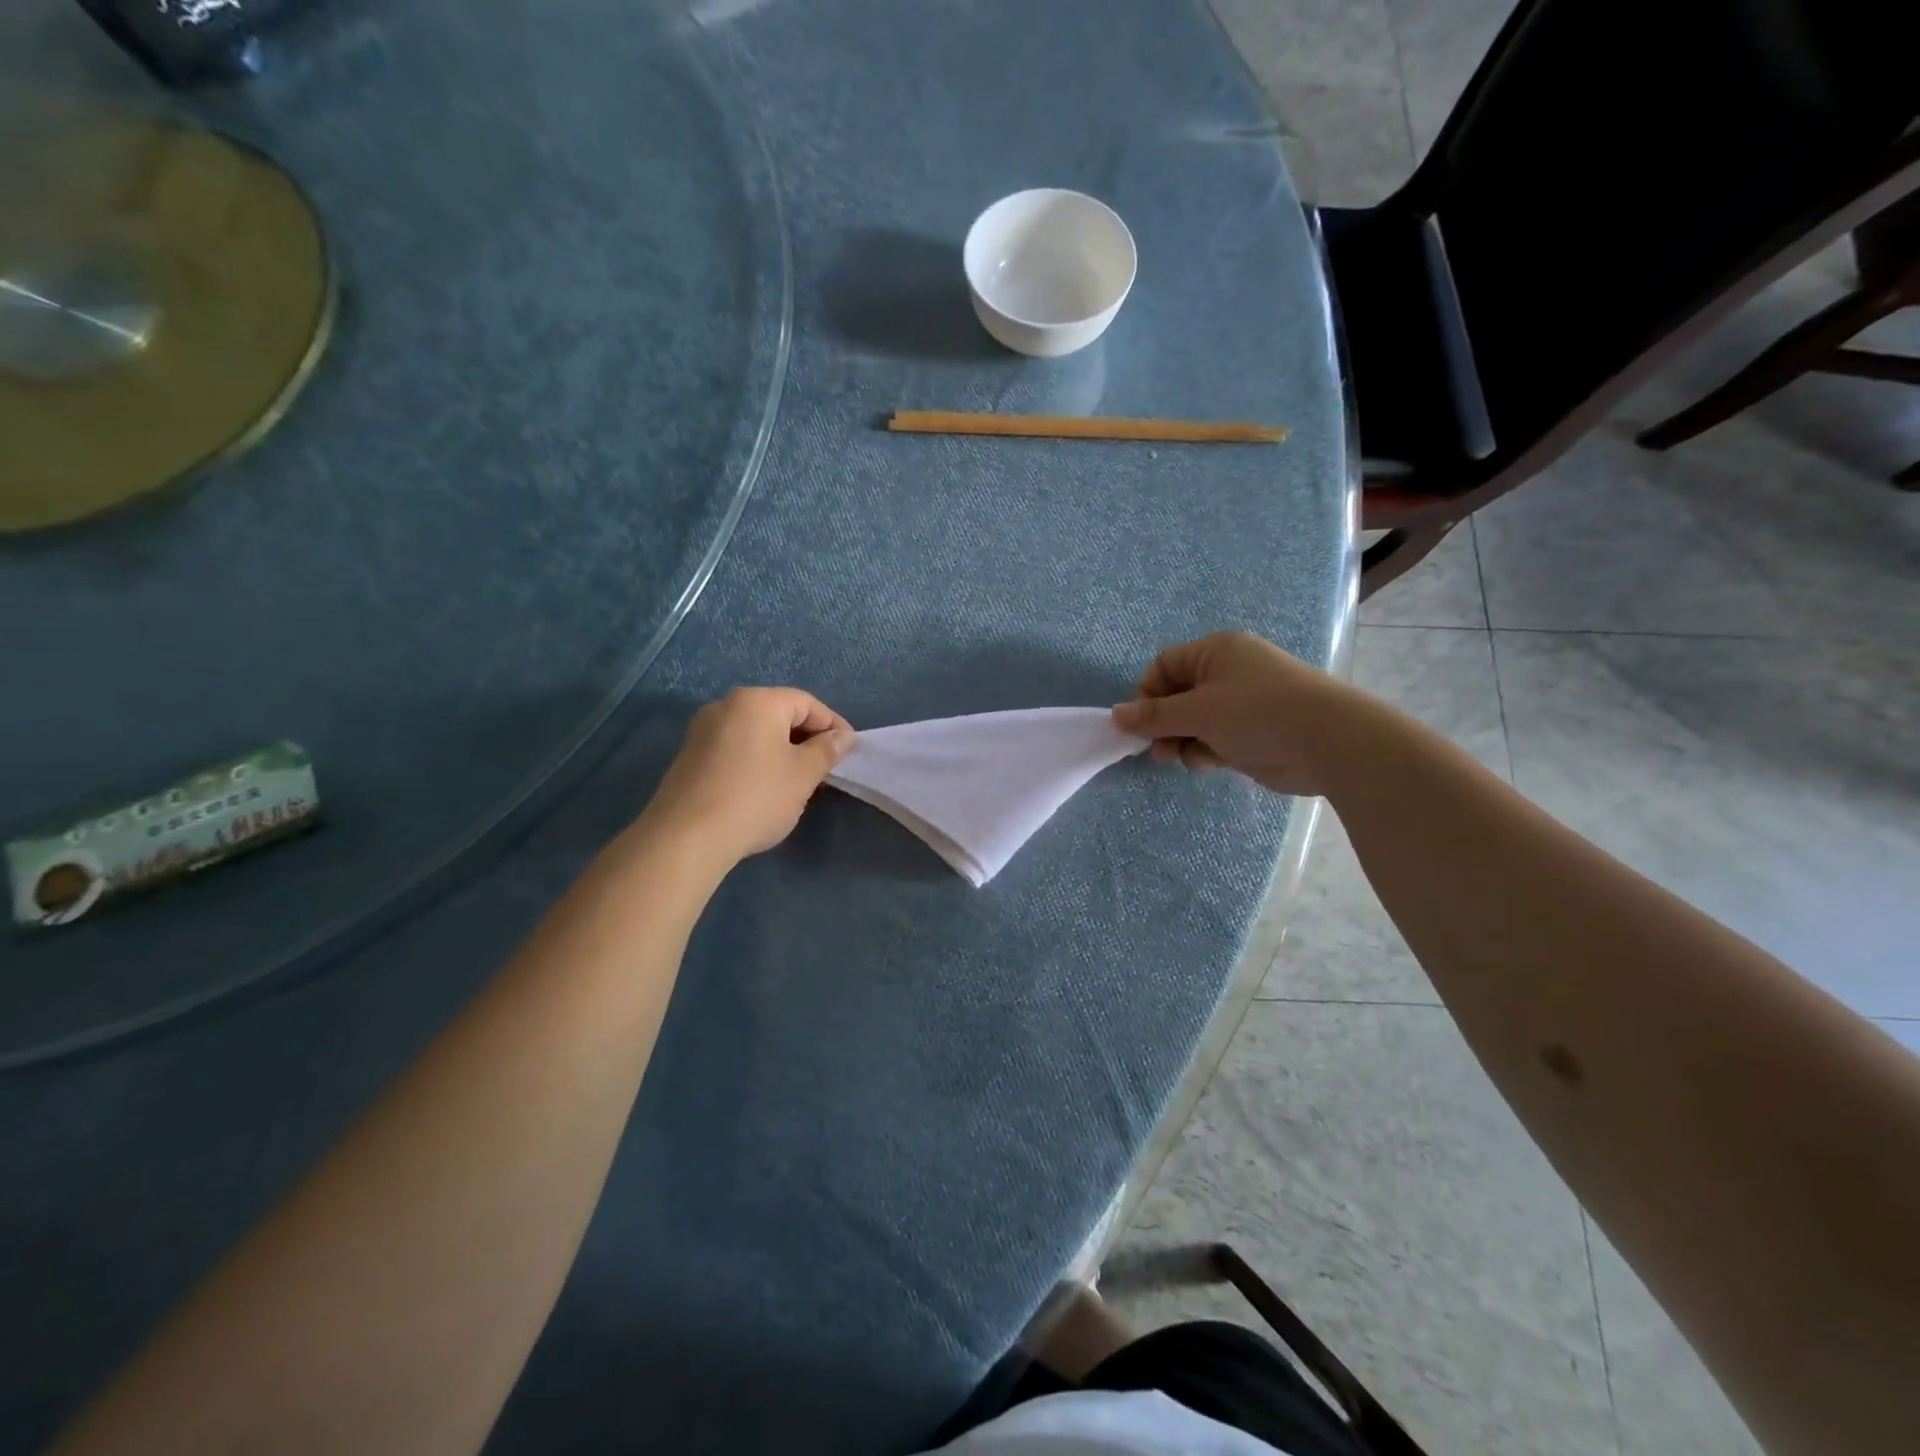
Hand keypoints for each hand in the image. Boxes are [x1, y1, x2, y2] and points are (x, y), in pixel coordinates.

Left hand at [643, 688, 854, 865]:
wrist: (686, 838)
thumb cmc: (755, 797)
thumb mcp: (803, 775)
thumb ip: (827, 750)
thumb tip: (844, 737)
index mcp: (757, 701)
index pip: (807, 703)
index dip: (833, 725)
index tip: (849, 752)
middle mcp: (727, 706)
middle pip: (779, 714)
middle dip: (807, 739)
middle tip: (826, 769)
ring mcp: (703, 731)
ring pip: (756, 733)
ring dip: (782, 752)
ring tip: (798, 782)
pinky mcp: (690, 757)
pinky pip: (735, 748)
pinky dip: (757, 761)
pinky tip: (765, 790)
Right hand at [1111, 631, 1369, 796]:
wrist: (1327, 741)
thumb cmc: (1256, 713)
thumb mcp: (1197, 712)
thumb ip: (1153, 716)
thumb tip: (1115, 715)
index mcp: (1216, 651)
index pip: (1164, 666)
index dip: (1147, 694)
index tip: (1141, 724)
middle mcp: (1229, 672)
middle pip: (1178, 696)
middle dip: (1164, 724)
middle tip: (1158, 750)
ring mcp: (1244, 703)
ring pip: (1196, 721)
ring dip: (1183, 741)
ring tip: (1182, 759)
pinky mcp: (1255, 731)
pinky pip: (1217, 737)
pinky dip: (1207, 750)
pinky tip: (1210, 763)